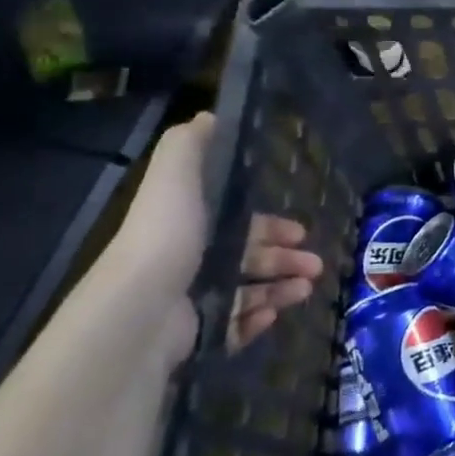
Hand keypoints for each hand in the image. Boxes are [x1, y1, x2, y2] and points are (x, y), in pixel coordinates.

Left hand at [106, 114, 322, 351]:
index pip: (235, 224)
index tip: (300, 230)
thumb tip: (209, 115)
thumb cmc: (165, 240)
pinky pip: (233, 329)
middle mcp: (185, 264)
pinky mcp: (192, 339)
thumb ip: (189, 147)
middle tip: (315, 264)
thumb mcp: (175, 179)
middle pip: (246, 259)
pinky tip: (274, 315)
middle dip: (284, 259)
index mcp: (185, 228)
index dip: (269, 226)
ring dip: (280, 288)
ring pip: (246, 293)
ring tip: (306, 289)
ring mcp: (188, 303)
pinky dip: (255, 320)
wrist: (139, 312)